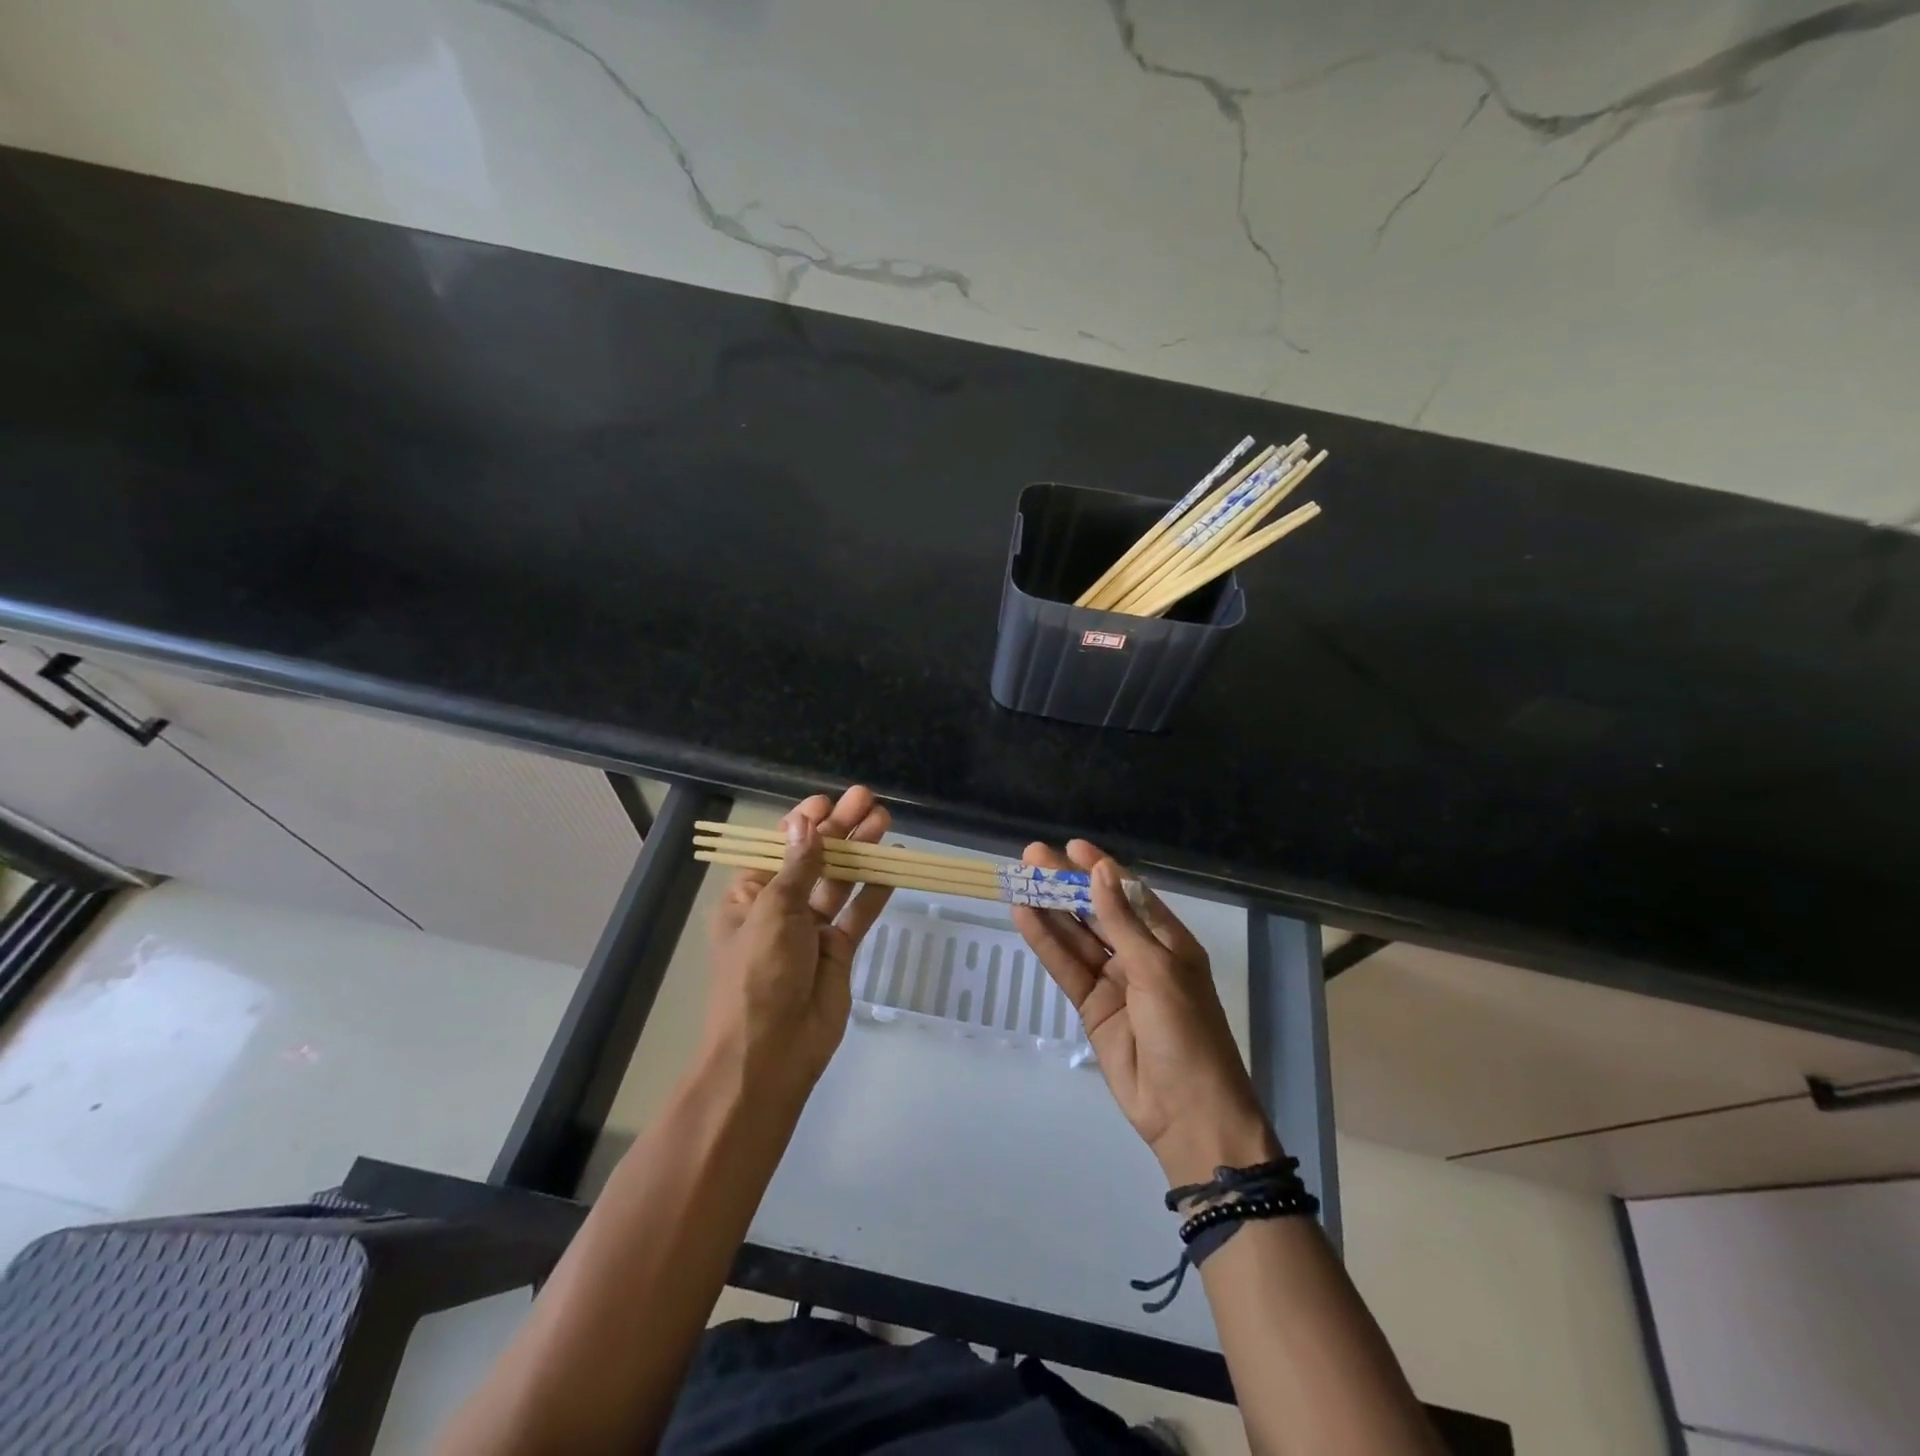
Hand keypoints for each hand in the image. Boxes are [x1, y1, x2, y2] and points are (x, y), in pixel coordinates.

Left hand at [705, 787, 892, 1092]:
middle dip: (839, 829)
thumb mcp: (773, 912)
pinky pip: (858, 913)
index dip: (803, 823)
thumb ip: (798, 867)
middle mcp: (780, 909)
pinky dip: (875, 889)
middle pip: (814, 859)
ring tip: (884, 820)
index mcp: (750, 897)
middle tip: (867, 799)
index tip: (828, 802)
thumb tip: (805, 823)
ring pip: (840, 881)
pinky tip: (893, 865)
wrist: (772, 1053)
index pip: (779, 849)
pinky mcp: (839, 950)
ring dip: (860, 851)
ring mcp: (812, 930)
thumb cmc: (760, 974)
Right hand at [1012, 841, 1277, 1185]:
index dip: (1100, 869)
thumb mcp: (1156, 969)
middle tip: (1032, 856)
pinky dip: (1046, 943)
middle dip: (1067, 884)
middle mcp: (1140, 955)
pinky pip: (1066, 968)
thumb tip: (1100, 871)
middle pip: (1097, 911)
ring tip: (1019, 879)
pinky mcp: (1092, 1007)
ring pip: (1076, 937)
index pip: (1129, 894)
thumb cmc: (1186, 1031)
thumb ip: (1121, 921)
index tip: (1071, 846)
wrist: (1187, 1113)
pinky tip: (1024, 917)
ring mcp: (1114, 982)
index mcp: (1168, 941)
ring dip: (1050, 909)